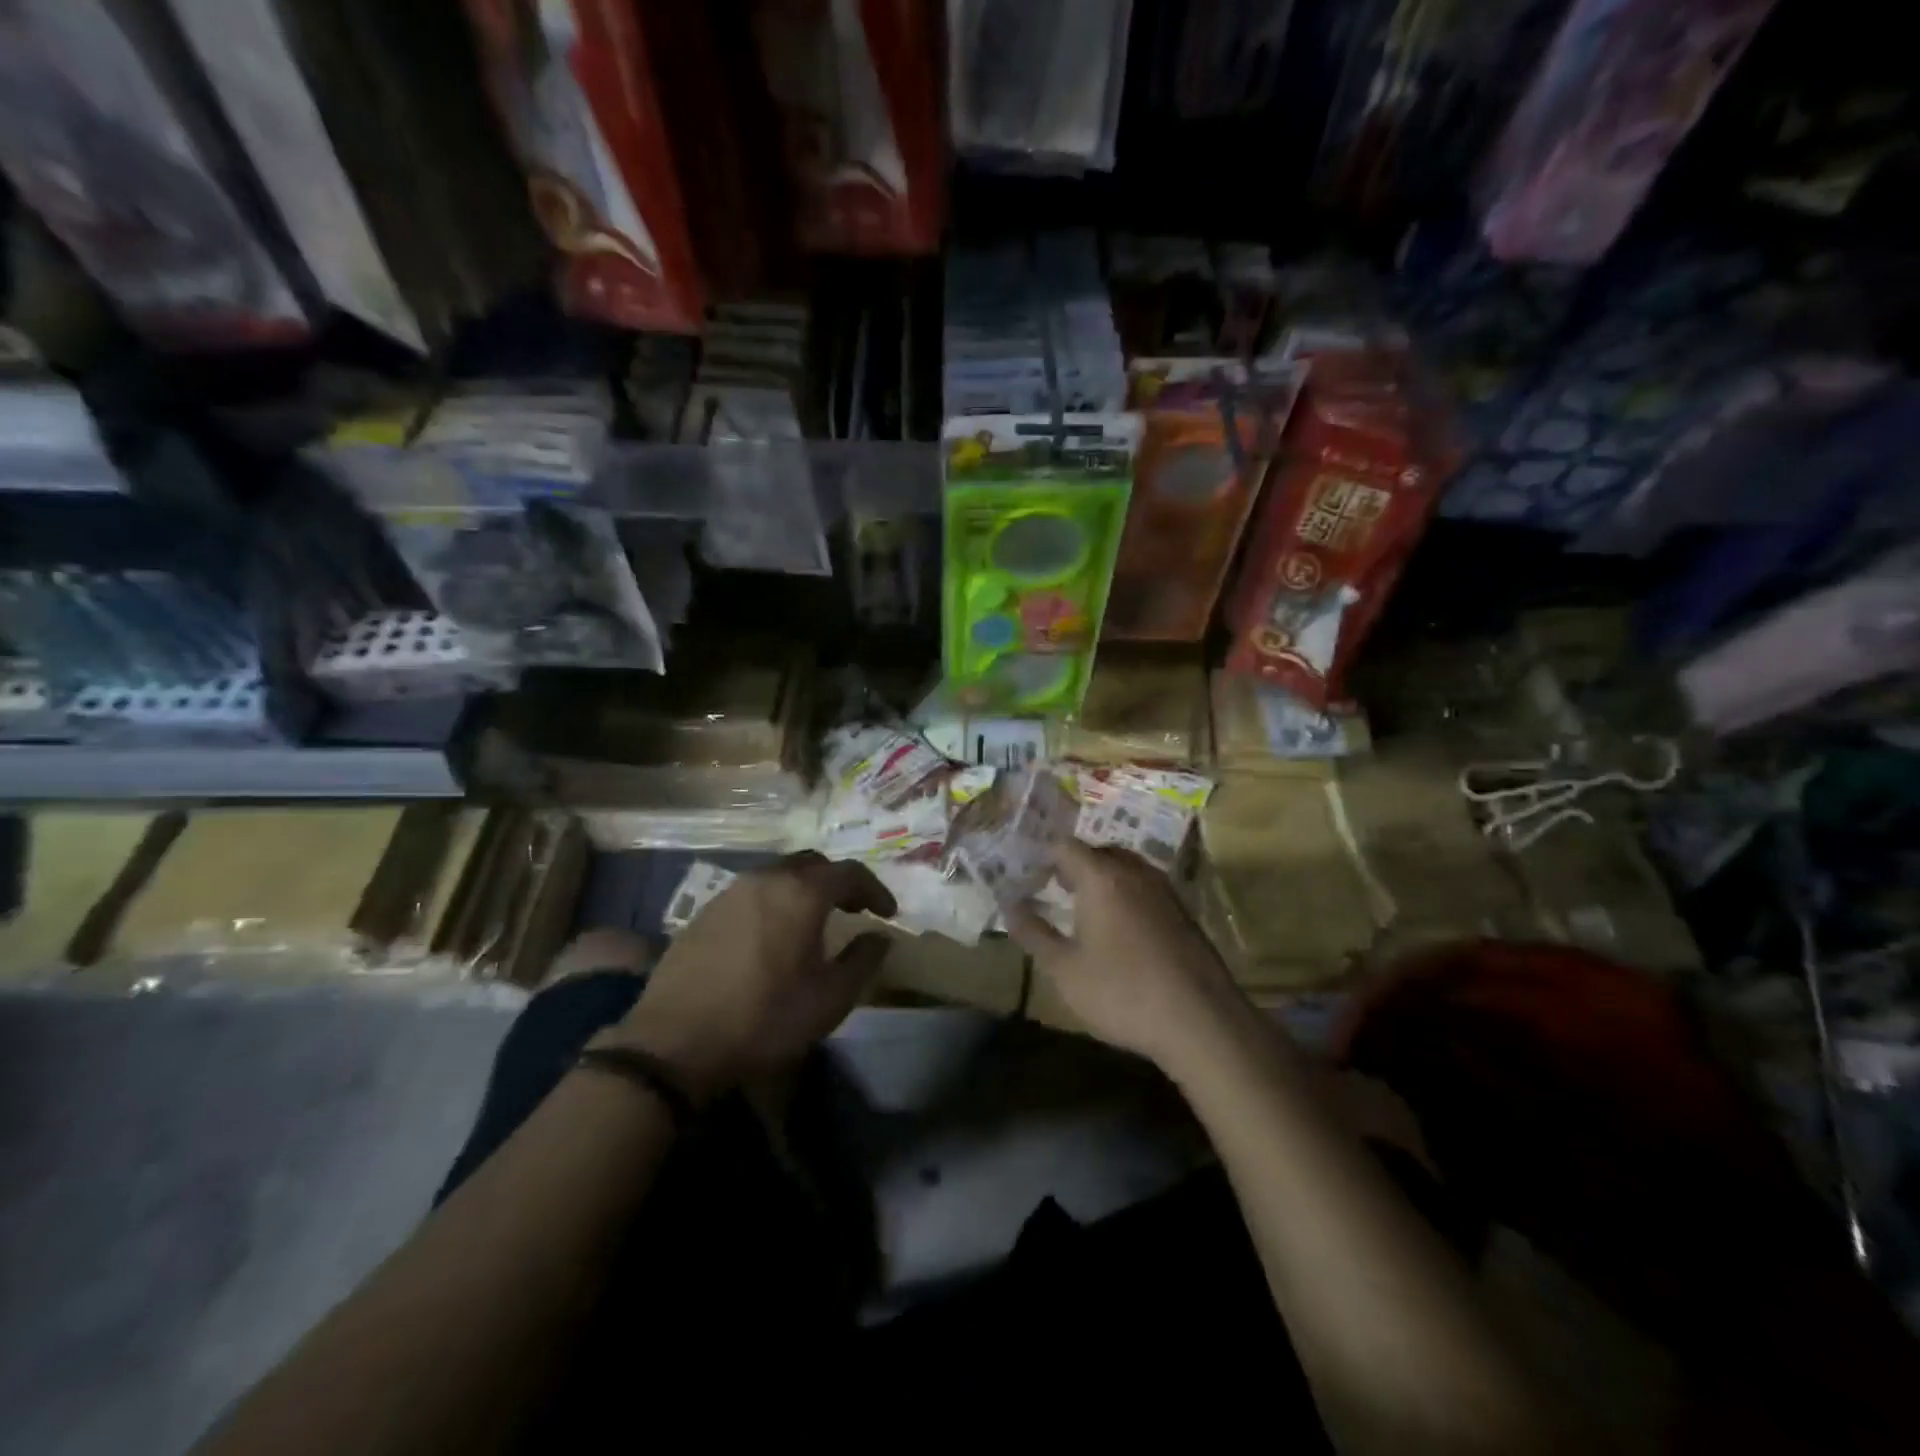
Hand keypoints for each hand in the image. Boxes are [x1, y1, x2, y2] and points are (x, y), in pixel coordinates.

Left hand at [604, 852, 895, 1100]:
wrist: (675, 1042)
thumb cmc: (765, 1018)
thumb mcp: (830, 999)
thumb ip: (863, 960)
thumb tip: (881, 936)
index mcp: (801, 893)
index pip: (849, 873)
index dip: (874, 889)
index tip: (887, 912)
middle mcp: (766, 879)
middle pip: (811, 863)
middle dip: (837, 881)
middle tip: (851, 909)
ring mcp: (730, 892)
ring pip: (777, 874)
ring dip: (802, 890)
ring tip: (812, 922)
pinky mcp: (703, 912)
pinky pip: (751, 893)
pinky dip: (773, 902)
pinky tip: (771, 935)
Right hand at [1006, 840, 1246, 1070]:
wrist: (1201, 1021)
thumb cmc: (1123, 992)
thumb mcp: (1065, 970)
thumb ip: (1034, 934)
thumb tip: (1010, 907)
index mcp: (1102, 877)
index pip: (1065, 846)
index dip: (1042, 856)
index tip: (1026, 876)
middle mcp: (1134, 872)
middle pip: (1097, 852)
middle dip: (1072, 865)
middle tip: (1050, 889)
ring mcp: (1164, 890)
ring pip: (1124, 868)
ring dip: (1100, 879)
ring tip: (1081, 908)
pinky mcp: (1183, 912)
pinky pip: (1144, 888)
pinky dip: (1124, 895)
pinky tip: (1118, 929)